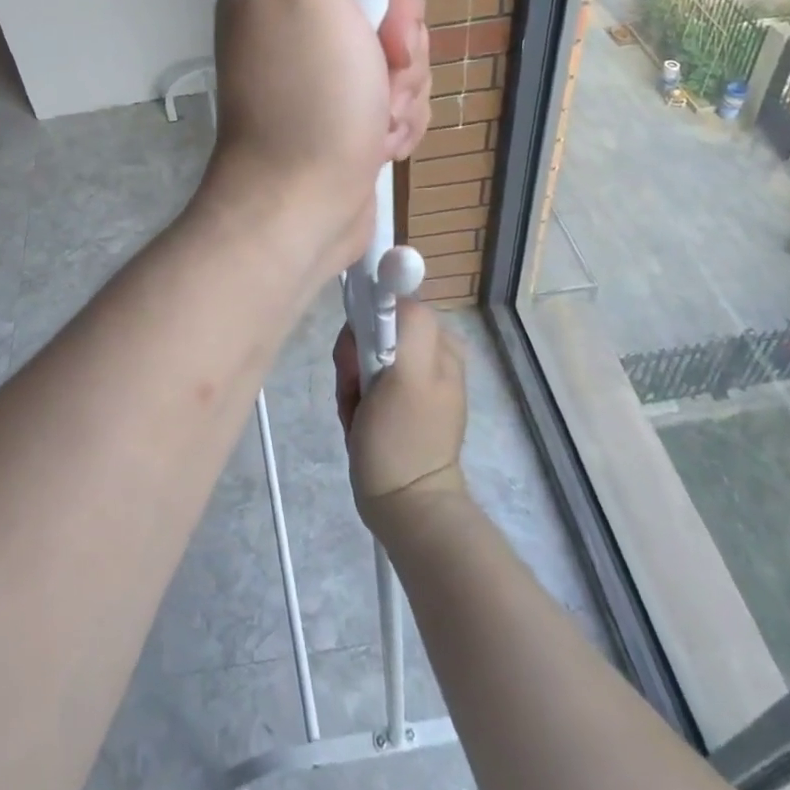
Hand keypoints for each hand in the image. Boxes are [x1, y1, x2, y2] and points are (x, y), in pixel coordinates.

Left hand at [206, 0, 429, 276]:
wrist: (301, 205)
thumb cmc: (306, 96)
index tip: (383, 19)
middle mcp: (300, 24)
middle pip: (386, 3)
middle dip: (399, 44)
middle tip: (381, 72)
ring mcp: (326, 72)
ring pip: (399, 54)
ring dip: (401, 89)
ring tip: (375, 118)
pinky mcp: (348, 112)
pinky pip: (397, 97)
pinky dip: (397, 121)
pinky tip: (376, 142)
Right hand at [333, 302, 467, 541]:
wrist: (405, 507)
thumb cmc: (404, 439)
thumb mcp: (410, 373)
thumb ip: (410, 322)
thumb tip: (398, 282)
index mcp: (438, 341)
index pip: (388, 305)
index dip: (365, 326)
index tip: (357, 357)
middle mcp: (428, 353)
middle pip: (372, 330)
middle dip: (354, 358)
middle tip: (355, 388)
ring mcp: (411, 380)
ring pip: (361, 357)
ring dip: (350, 382)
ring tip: (357, 413)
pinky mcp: (394, 404)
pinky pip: (361, 382)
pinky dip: (352, 399)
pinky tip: (358, 422)